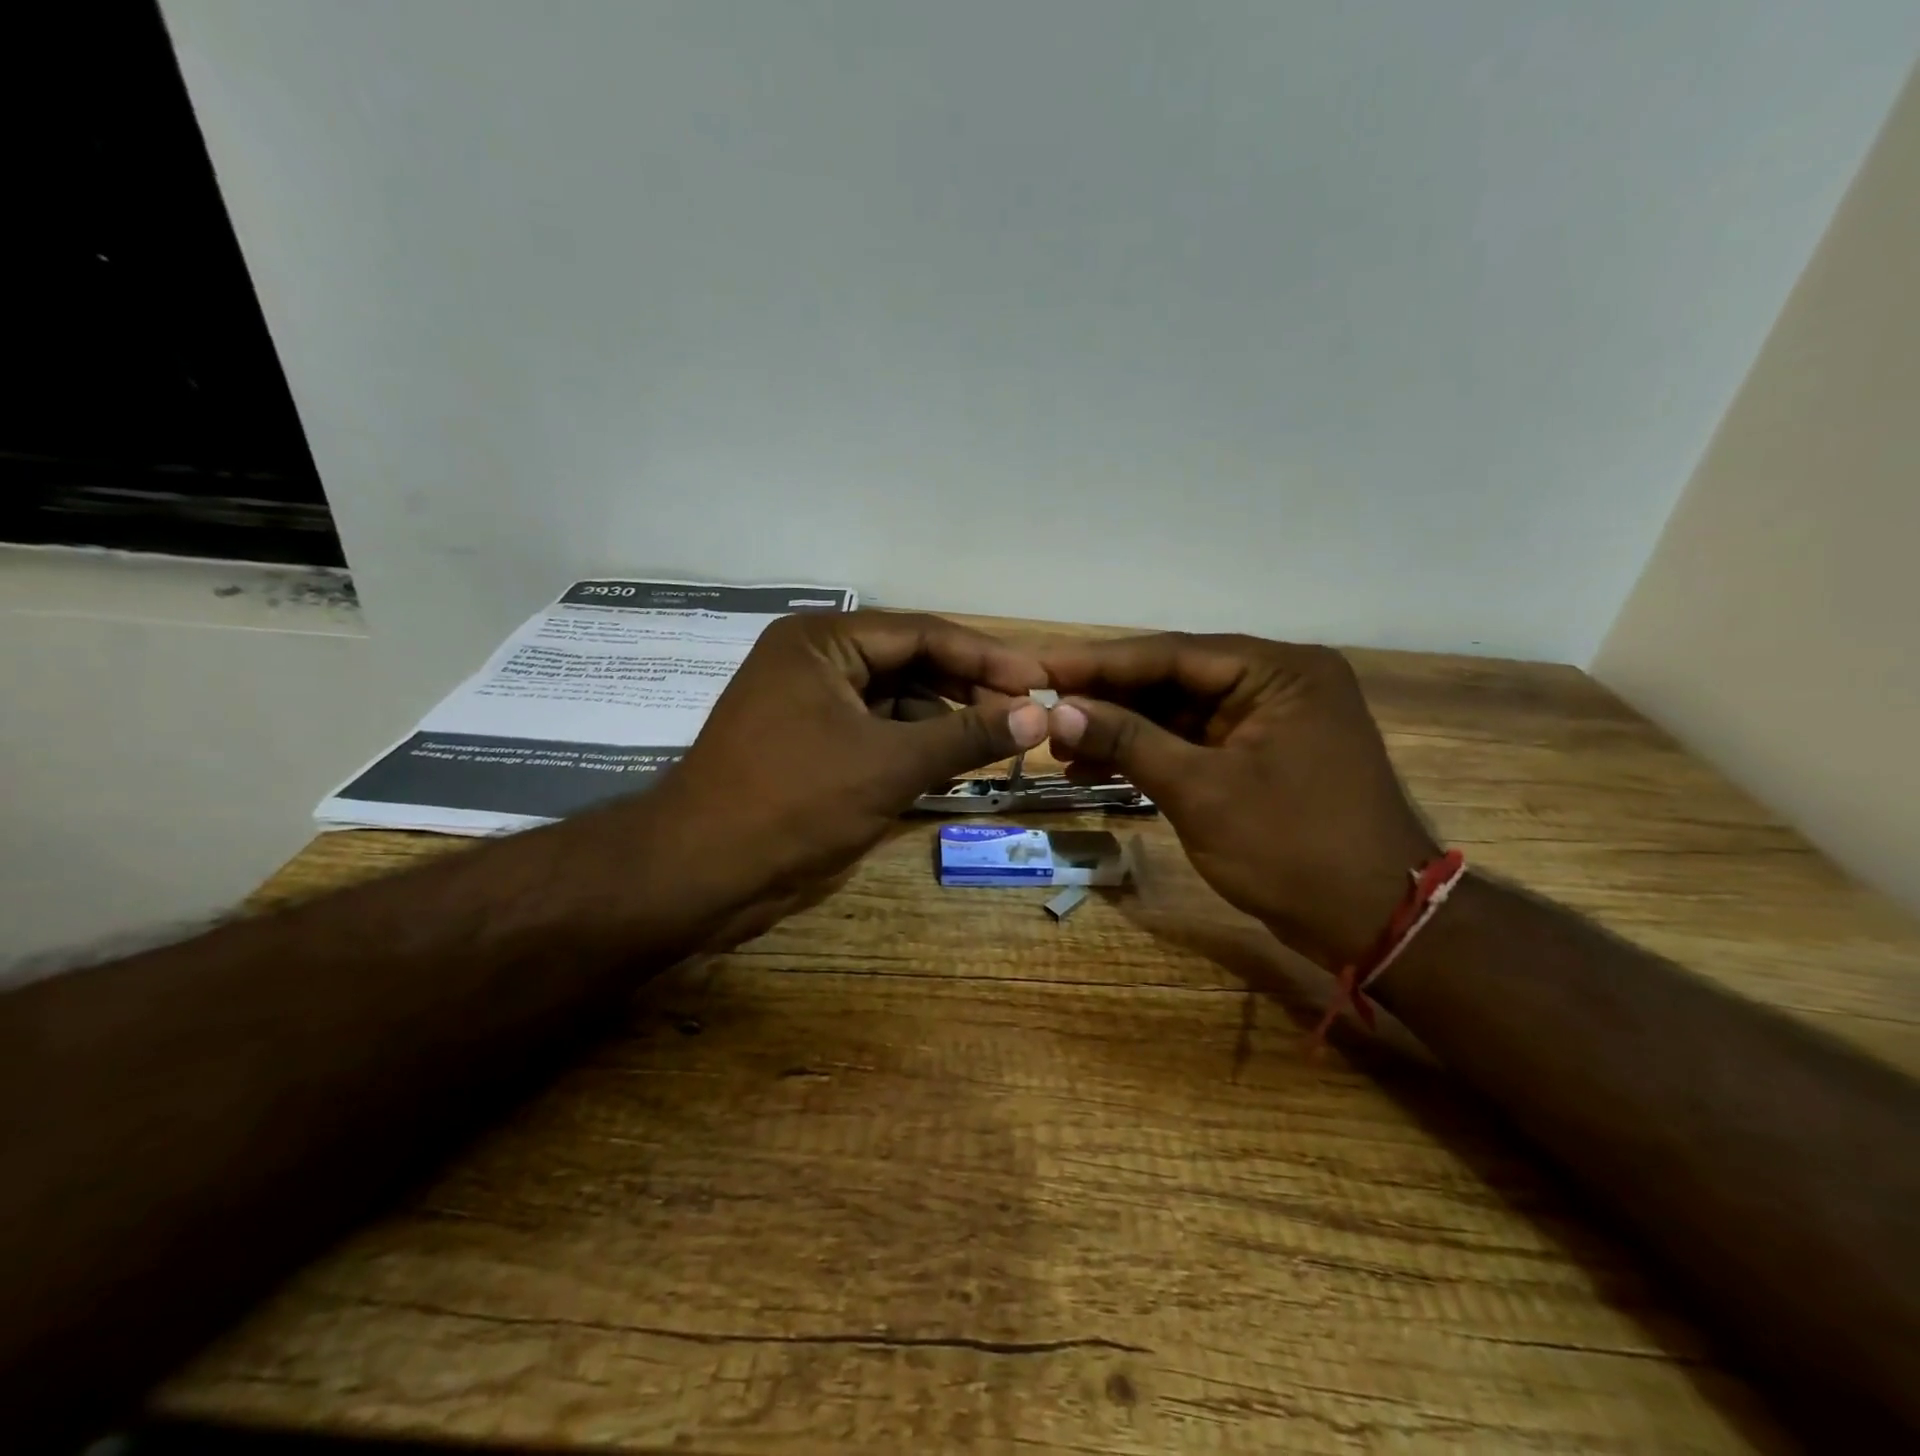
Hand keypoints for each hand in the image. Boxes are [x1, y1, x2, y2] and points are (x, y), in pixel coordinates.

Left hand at [648, 611, 1047, 943]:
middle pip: (910, 663)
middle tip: (1025, 716)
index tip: (1039, 681)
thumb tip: (1040, 715)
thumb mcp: (891, 764)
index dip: (987, 658)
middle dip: (967, 690)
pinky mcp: (808, 744)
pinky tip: (951, 763)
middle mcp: (814, 660)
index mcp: (822, 641)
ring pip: (894, 700)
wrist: (700, 874)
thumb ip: (967, 735)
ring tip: (998, 742)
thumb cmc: (794, 803)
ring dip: (943, 720)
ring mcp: (808, 704)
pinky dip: (913, 745)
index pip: (923, 633)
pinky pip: (874, 731)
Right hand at [1041, 634, 1436, 966]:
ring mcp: (1269, 720)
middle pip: (1173, 679)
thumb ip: (1129, 741)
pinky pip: (1192, 742)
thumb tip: (1059, 711)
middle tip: (1042, 710)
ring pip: (1177, 713)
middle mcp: (1277, 682)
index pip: (1172, 654)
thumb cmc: (1294, 850)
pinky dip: (1148, 755)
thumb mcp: (1201, 791)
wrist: (1376, 924)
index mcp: (1279, 671)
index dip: (1099, 662)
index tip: (1040, 668)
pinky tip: (1097, 768)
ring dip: (1121, 730)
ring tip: (1060, 748)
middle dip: (1107, 699)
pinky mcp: (1259, 755)